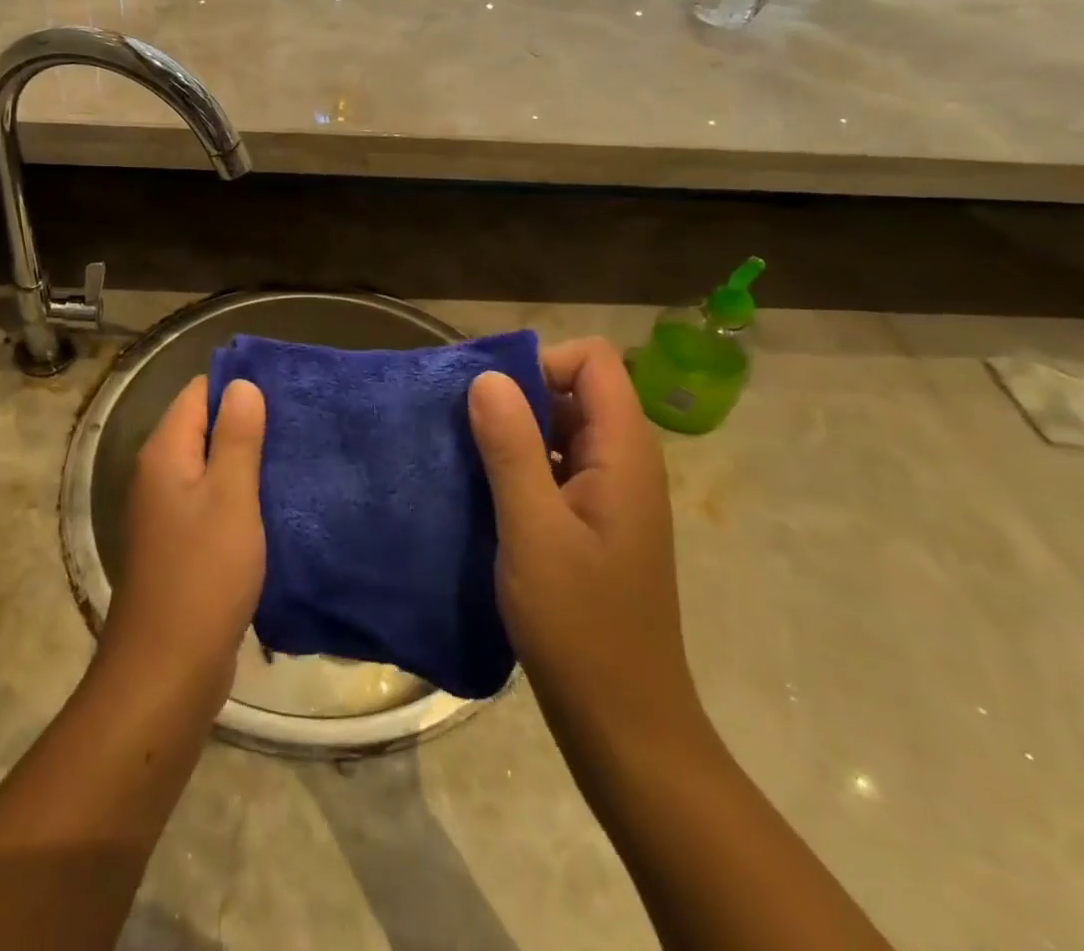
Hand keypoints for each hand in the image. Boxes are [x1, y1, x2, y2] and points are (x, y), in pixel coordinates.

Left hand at [100, 377, 265, 711]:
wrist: (167, 670)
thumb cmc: (203, 574)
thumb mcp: (229, 496)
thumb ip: (236, 437)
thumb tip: (242, 384)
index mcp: (165, 453)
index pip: (198, 393)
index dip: (238, 387)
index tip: (285, 391)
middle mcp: (160, 474)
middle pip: (204, 427)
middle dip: (248, 423)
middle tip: (300, 424)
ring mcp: (168, 512)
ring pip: (212, 466)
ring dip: (248, 461)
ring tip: (296, 457)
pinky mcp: (182, 544)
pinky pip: (214, 501)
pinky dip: (241, 495)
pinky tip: (276, 503)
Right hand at [468, 338, 699, 737]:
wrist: (623, 724)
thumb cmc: (581, 625)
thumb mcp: (534, 531)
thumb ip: (511, 448)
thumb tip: (486, 377)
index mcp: (624, 451)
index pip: (591, 360)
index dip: (540, 362)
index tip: (488, 396)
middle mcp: (624, 460)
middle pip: (574, 389)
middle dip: (516, 394)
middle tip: (458, 423)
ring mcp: (610, 492)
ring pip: (561, 428)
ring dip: (512, 432)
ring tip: (461, 454)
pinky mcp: (592, 521)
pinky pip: (556, 466)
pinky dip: (519, 465)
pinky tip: (481, 492)